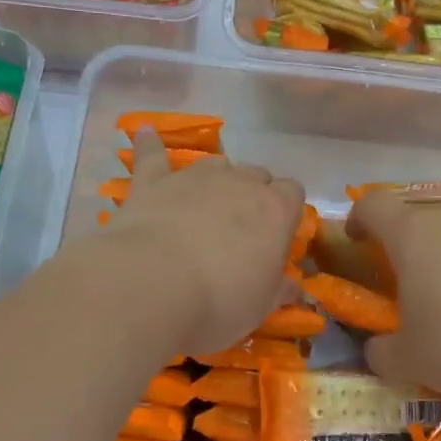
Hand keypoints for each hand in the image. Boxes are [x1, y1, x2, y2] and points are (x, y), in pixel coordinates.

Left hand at [100, 128, 304, 355]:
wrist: (150, 286)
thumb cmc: (219, 302)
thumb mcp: (260, 307)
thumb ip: (279, 291)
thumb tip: (295, 287)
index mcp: (275, 210)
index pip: (293, 193)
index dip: (286, 212)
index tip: (277, 237)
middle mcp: (239, 183)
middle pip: (256, 175)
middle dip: (253, 195)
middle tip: (241, 230)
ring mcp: (194, 177)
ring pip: (216, 164)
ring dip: (216, 180)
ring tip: (208, 203)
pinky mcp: (152, 182)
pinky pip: (152, 154)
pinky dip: (150, 144)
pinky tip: (145, 132)